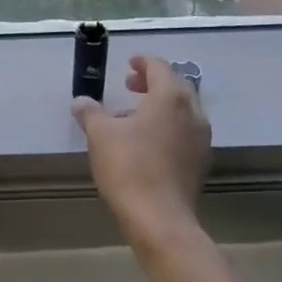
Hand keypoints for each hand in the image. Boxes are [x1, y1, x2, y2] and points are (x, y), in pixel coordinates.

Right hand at [71, 55, 211, 246]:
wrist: (160, 219)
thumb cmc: (129, 167)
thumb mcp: (100, 134)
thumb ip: (90, 112)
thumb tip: (80, 101)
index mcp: (170, 97)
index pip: (159, 67)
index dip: (142, 62)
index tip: (128, 64)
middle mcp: (192, 112)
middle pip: (175, 86)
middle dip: (152, 82)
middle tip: (129, 86)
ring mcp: (201, 139)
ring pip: (182, 110)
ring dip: (160, 106)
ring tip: (134, 116)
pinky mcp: (201, 162)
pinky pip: (185, 132)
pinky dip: (168, 126)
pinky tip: (147, 142)